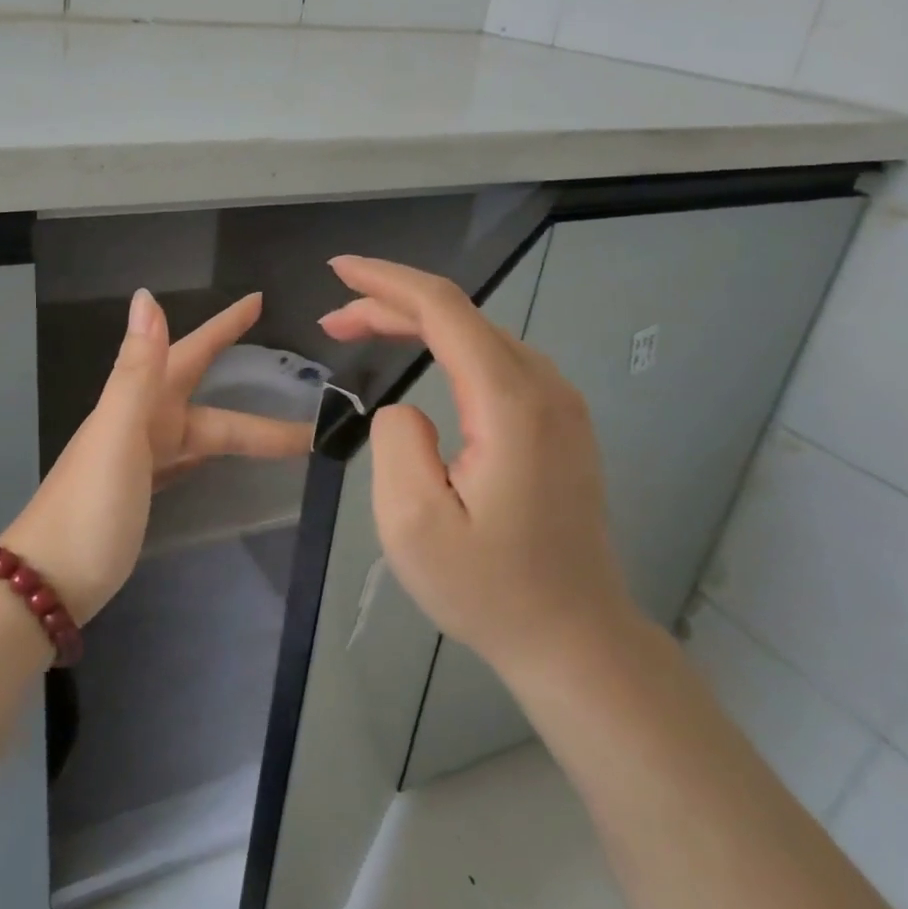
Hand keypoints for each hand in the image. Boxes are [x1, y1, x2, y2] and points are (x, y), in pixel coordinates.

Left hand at [1, 289, 313, 624]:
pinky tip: (214, 458)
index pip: (188, 354)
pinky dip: (205, 453)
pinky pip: (182, 461)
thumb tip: (147, 297)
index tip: (257, 300)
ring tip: (279, 427)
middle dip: (242, 378)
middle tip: (289, 363)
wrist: (45, 584)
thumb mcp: (118, 435)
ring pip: (197, 431)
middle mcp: (137, 425)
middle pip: (199, 393)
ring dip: (235, 423)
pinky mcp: (138, 495)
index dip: (222, 328)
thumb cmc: (90, 508)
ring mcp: (136, 462)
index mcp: (137, 406)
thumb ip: (137, 371)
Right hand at [318, 256, 636, 672]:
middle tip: (332, 321)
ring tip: (361, 330)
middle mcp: (544, 387)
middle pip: (461, 316)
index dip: (386, 282)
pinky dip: (447, 345)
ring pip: (478, 334)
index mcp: (510, 403)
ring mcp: (559, 403)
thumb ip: (396, 442)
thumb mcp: (413, 524)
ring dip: (417, 323)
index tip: (338, 270)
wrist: (575, 639)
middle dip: (390, 304)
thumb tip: (406, 409)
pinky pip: (495, 359)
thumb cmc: (489, 589)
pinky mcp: (559, 422)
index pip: (444, 310)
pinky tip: (418, 354)